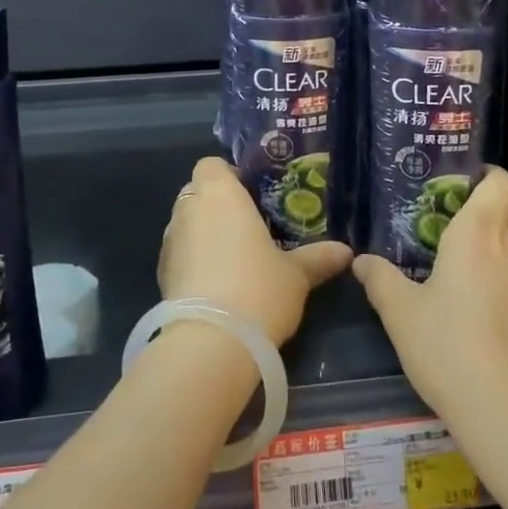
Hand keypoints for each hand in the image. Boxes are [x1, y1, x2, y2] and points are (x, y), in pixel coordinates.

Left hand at [159, 157, 351, 346]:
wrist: (211, 343)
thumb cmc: (259, 289)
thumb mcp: (296, 275)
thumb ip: (318, 258)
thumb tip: (346, 252)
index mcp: (220, 195)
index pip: (211, 165)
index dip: (229, 176)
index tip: (252, 196)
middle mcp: (189, 210)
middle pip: (197, 192)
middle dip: (217, 204)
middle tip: (247, 226)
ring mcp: (170, 242)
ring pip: (186, 223)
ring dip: (203, 232)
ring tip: (233, 258)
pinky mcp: (161, 274)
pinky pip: (179, 253)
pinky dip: (193, 260)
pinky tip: (216, 284)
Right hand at [352, 166, 507, 431]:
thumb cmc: (449, 346)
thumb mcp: (401, 313)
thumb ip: (380, 279)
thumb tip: (360, 260)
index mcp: (480, 233)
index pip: (503, 183)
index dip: (488, 176)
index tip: (460, 183)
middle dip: (485, 208)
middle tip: (449, 220)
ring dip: (496, 241)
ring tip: (460, 259)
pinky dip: (504, 272)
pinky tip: (478, 299)